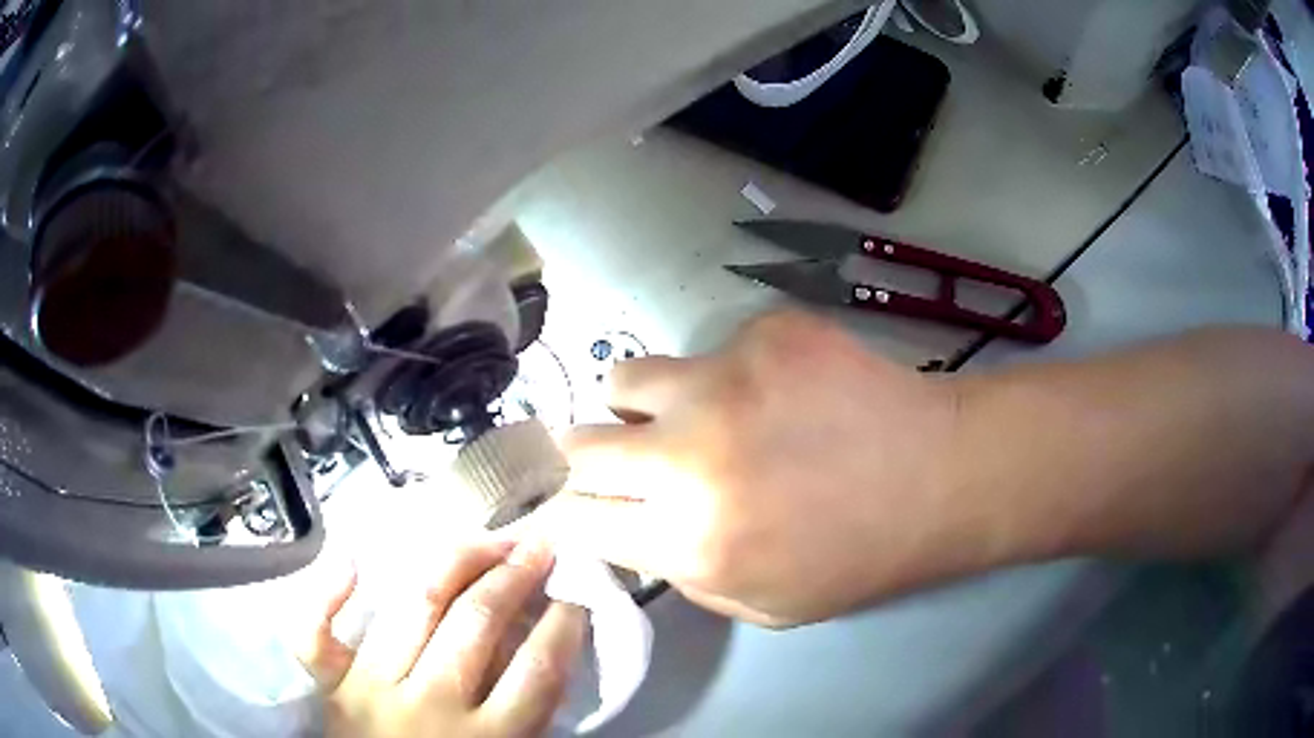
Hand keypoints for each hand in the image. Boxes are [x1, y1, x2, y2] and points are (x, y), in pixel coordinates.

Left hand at [296, 541, 585, 737]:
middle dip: (515, 575)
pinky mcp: (330, 686)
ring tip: (486, 539)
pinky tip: (352, 560)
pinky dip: (326, 595)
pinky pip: (316, 634)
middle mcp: (429, 706)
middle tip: (537, 544)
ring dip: (456, 563)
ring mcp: (370, 690)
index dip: (563, 621)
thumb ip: (530, 710)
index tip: (576, 590)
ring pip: (414, 606)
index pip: (537, 668)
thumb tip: (543, 641)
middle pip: (476, 622)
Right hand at [532, 311, 966, 626]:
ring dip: (645, 405)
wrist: (939, 475)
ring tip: (695, 415)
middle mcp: (688, 455)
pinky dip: (727, 376)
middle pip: (576, 442)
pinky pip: (709, 351)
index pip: (571, 516)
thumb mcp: (761, 604)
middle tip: (620, 462)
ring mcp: (724, 378)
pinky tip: (781, 393)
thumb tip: (629, 531)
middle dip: (584, 458)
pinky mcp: (764, 331)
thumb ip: (680, 574)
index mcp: (689, 538)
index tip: (562, 503)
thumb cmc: (857, 556)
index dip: (559, 510)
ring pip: (626, 378)